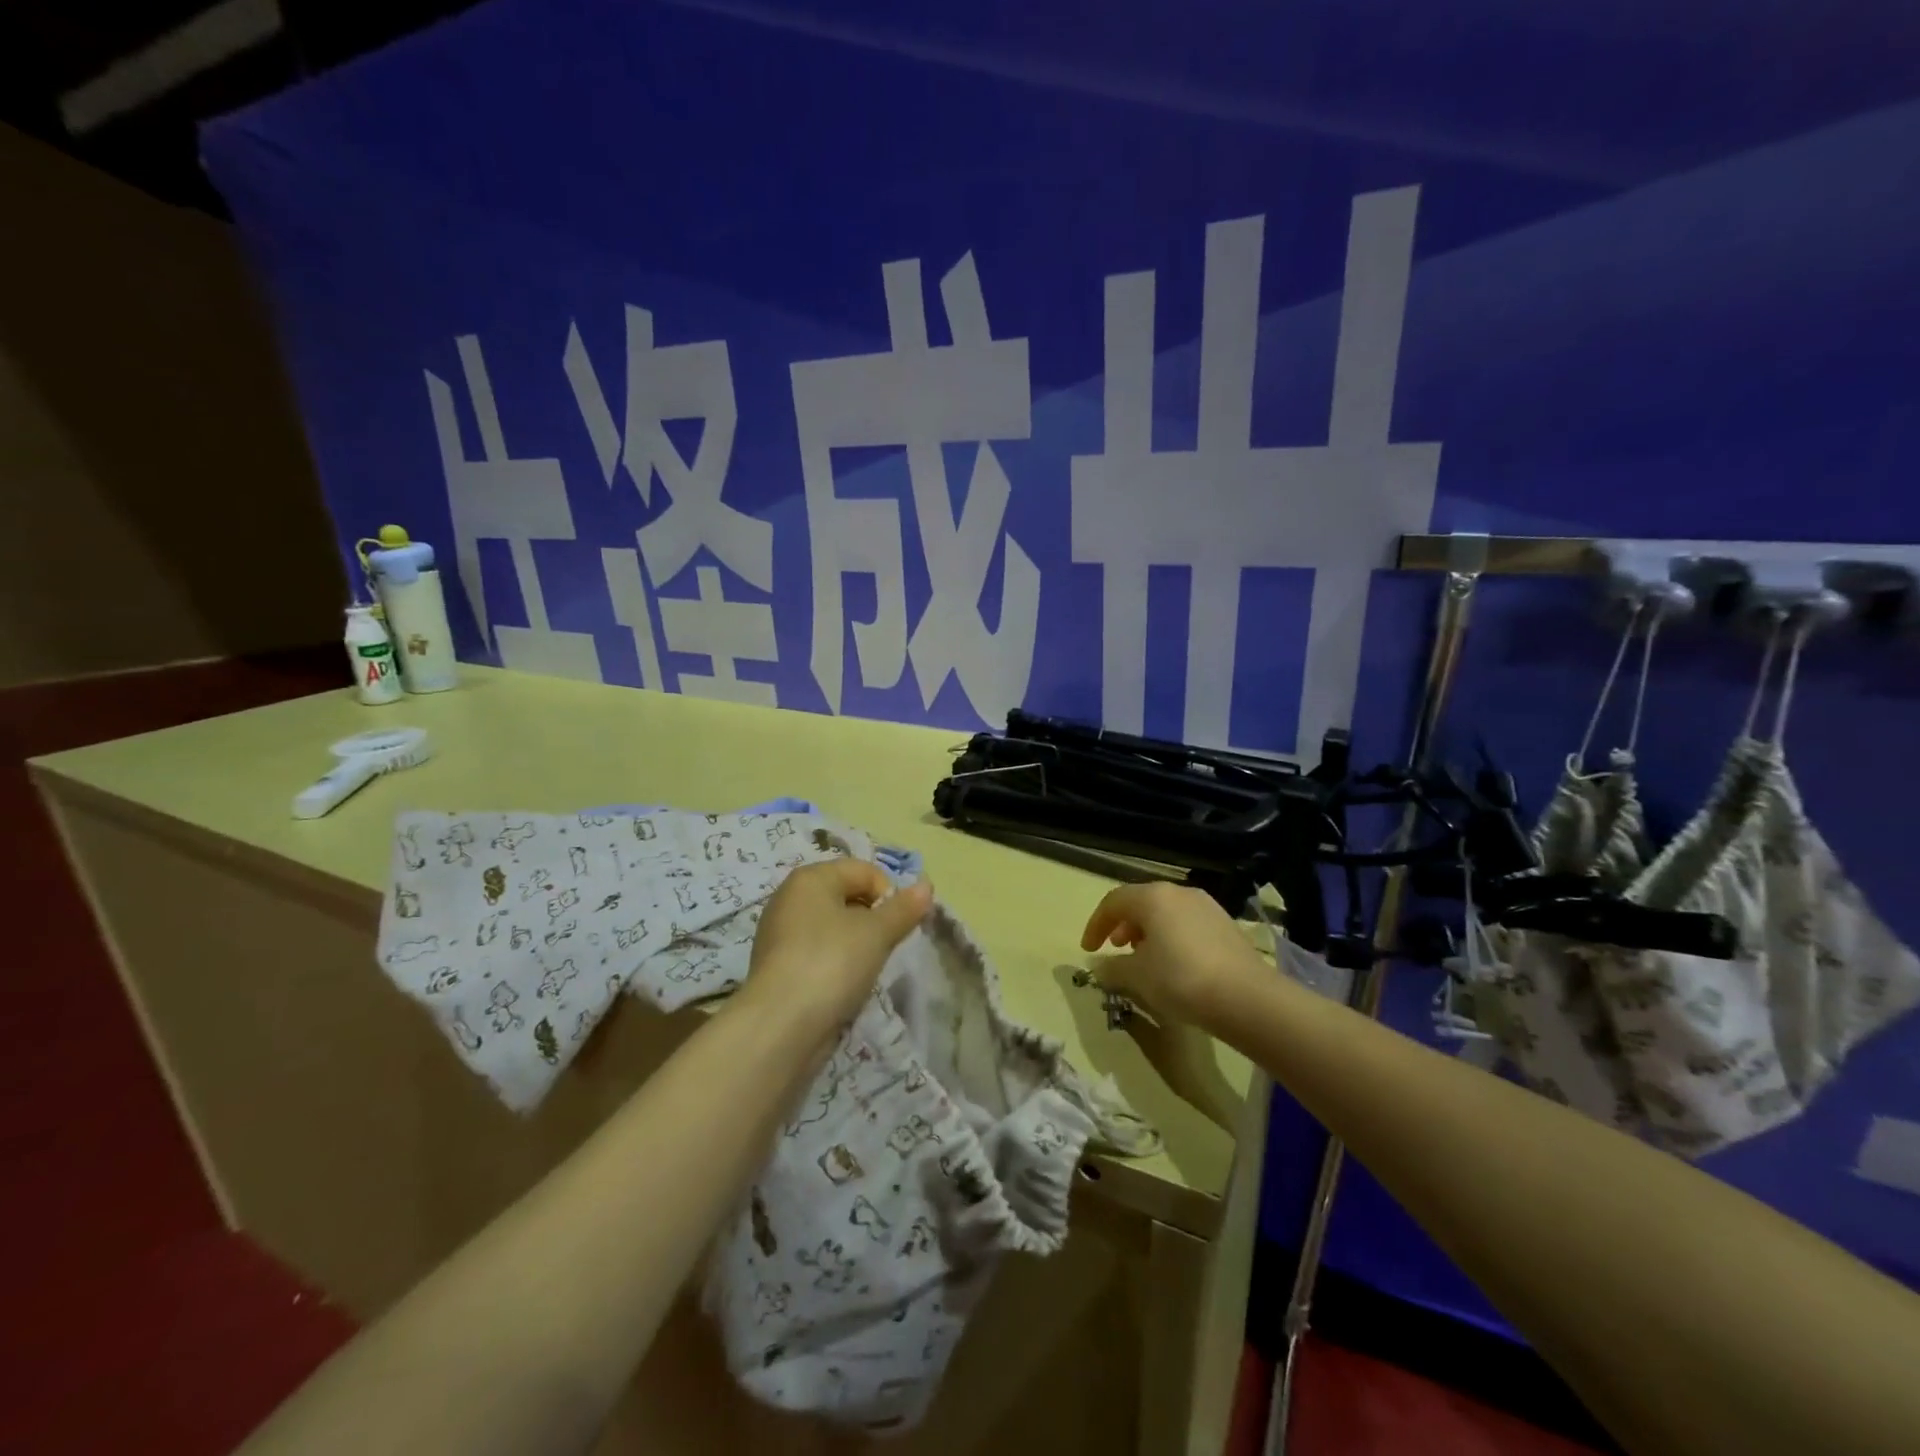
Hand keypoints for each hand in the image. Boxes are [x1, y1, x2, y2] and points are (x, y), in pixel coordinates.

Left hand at [739, 859, 931, 1039]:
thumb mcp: (877, 932)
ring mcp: (780, 933)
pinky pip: (818, 952)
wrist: (781, 1025)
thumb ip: (903, 908)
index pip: (864, 870)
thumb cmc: (832, 962)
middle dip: (873, 919)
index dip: (888, 894)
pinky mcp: (778, 966)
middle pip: (847, 896)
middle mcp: (790, 897)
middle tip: (885, 947)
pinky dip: (836, 963)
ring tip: (864, 969)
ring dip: (856, 944)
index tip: (898, 926)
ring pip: (833, 927)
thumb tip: (926, 886)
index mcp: (810, 878)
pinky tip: (843, 986)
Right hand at [1079, 882, 1266, 1030]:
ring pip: (1166, 912)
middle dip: (1123, 925)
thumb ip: (1112, 968)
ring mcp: (1206, 906)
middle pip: (1141, 903)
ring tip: (1144, 959)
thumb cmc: (1180, 979)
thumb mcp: (1137, 977)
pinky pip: (1187, 924)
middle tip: (1115, 949)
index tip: (1088, 949)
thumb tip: (1099, 966)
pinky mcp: (1226, 925)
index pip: (1113, 902)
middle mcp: (1179, 892)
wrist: (1246, 997)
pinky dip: (1171, 938)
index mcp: (1153, 897)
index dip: (1096, 925)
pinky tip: (1174, 965)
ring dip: (1147, 932)